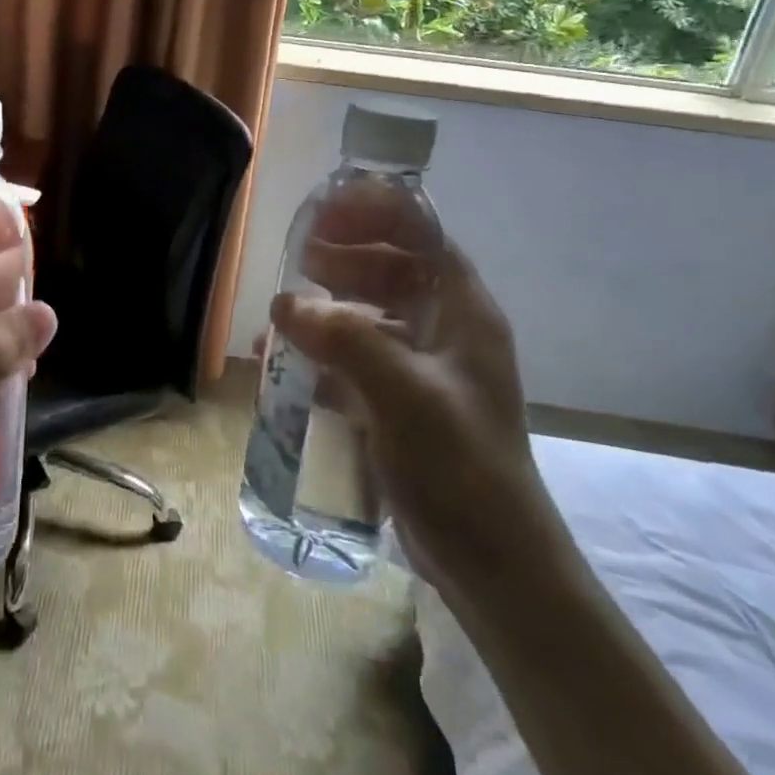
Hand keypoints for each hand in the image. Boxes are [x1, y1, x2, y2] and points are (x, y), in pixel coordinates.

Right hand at [269, 178, 546, 579]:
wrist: (493, 565)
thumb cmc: (460, 466)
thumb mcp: (404, 394)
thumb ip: (344, 339)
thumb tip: (284, 302)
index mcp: (463, 312)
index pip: (423, 235)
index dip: (377, 213)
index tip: (326, 210)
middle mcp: (445, 330)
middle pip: (393, 269)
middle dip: (345, 256)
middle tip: (297, 256)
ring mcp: (423, 369)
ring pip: (370, 315)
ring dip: (327, 306)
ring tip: (281, 311)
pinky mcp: (401, 403)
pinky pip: (355, 360)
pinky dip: (321, 354)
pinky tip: (282, 364)